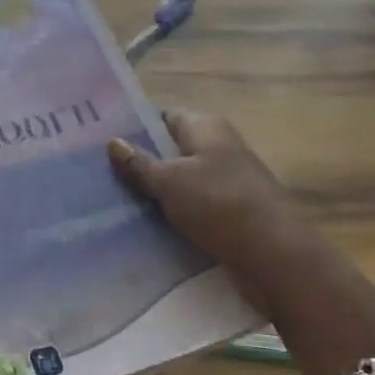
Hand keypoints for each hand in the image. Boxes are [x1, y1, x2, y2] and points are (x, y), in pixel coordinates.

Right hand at [109, 112, 374, 374]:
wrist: (276, 258)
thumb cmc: (220, 206)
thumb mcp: (170, 181)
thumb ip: (139, 163)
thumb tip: (113, 142)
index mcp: (207, 127)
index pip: (163, 117)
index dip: (134, 126)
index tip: (101, 140)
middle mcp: (218, 148)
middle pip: (170, 150)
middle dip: (139, 161)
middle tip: (98, 173)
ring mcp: (226, 183)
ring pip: (179, 182)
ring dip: (153, 192)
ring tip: (111, 201)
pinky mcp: (229, 215)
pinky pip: (191, 208)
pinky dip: (170, 214)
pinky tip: (142, 227)